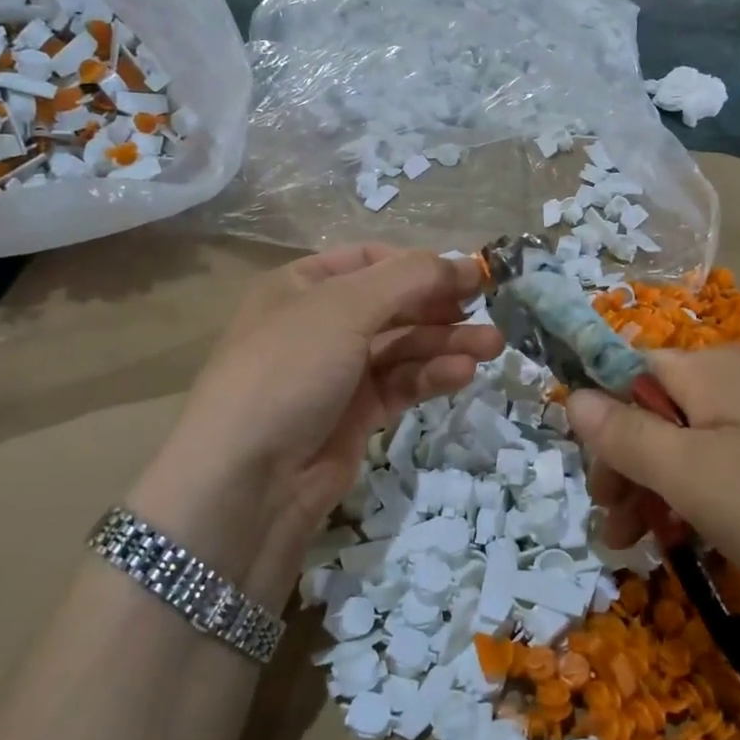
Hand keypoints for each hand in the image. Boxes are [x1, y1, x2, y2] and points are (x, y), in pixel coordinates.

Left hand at [132, 246, 500, 604]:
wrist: (247, 479)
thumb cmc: (290, 369)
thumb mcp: (344, 308)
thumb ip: (408, 278)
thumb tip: (462, 263)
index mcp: (302, 286)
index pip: (371, 260)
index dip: (419, 264)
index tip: (468, 274)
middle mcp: (319, 323)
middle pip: (392, 305)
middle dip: (440, 307)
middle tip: (488, 310)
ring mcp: (337, 372)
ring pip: (402, 347)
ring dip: (446, 343)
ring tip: (491, 346)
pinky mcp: (355, 415)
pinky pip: (400, 384)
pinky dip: (430, 376)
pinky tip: (462, 374)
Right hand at [568, 347, 739, 659]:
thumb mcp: (698, 479)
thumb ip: (628, 436)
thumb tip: (570, 395)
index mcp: (712, 369)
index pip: (626, 375)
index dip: (600, 429)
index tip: (602, 496)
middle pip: (662, 413)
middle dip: (631, 471)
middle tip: (624, 539)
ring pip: (704, 447)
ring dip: (670, 494)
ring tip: (666, 553)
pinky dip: (720, 505)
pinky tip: (725, 546)